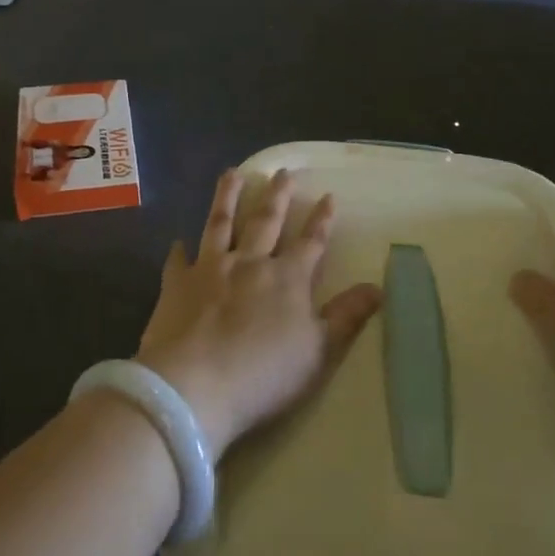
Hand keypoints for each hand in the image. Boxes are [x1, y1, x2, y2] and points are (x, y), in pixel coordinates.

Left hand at [136, 169, 382, 455]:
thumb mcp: (319, 351)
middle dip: (277, 196)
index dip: (322, 220)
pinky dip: (179, 250)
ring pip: (221, 224)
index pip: (311, 242)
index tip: (329, 196)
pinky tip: (178, 241)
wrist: (195, 384)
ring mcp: (210, 269)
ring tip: (231, 174)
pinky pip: (178, 260)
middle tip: (282, 171)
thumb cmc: (264, 374)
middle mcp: (250, 263)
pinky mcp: (177, 284)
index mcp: (288, 278)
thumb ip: (346, 316)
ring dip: (227, 197)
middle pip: (266, 221)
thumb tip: (377, 288)